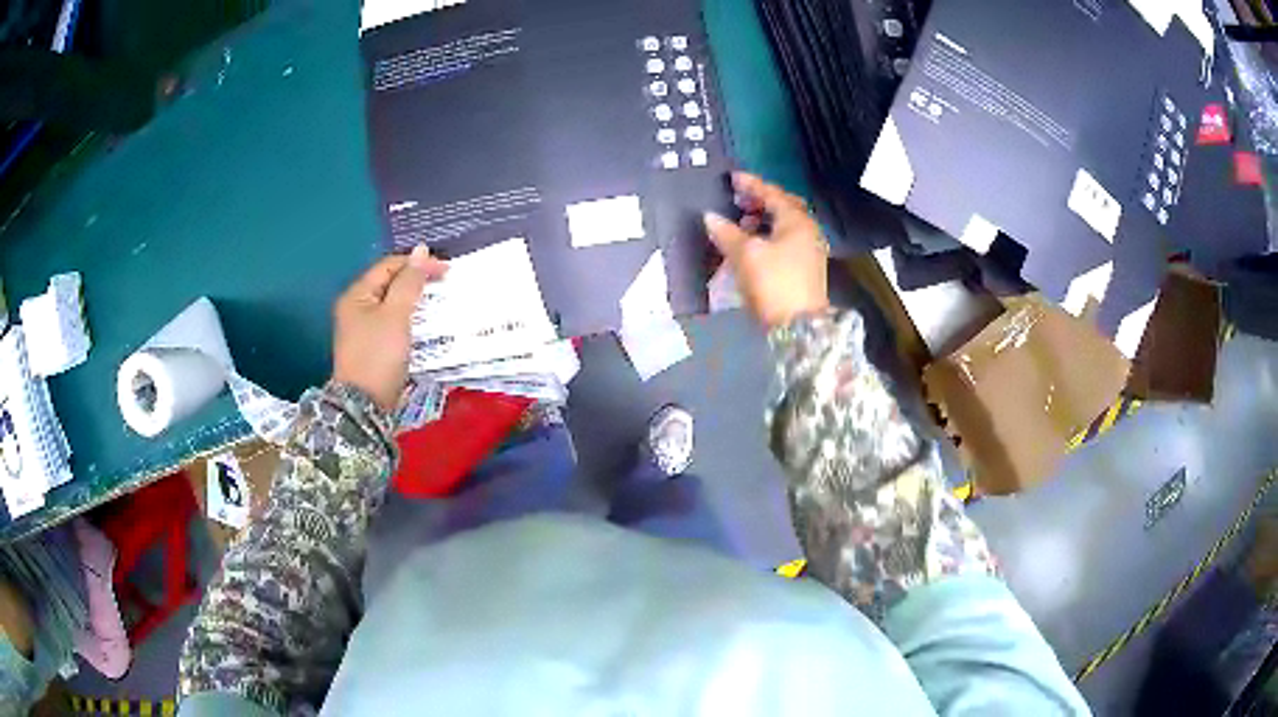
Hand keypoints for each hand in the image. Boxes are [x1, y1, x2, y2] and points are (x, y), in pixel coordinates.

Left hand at [332, 246, 447, 412]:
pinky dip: (410, 318)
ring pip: (392, 303)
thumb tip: (421, 250)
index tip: (447, 271)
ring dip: (415, 300)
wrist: (364, 406)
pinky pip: (393, 322)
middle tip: (445, 285)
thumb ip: (410, 282)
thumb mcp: (396, 315)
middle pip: (389, 283)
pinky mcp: (372, 346)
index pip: (389, 266)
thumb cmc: (378, 356)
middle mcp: (356, 307)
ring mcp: (362, 328)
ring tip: (439, 302)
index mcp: (357, 294)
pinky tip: (425, 323)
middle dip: (417, 281)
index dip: (417, 264)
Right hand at [704, 173, 828, 328]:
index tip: (732, 177)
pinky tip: (752, 245)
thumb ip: (727, 232)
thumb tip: (710, 217)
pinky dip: (768, 236)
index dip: (751, 184)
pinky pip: (784, 241)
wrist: (799, 327)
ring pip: (784, 225)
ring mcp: (808, 250)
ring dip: (763, 220)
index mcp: (796, 221)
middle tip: (738, 200)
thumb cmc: (774, 283)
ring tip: (741, 223)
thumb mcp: (745, 255)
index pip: (772, 193)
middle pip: (783, 207)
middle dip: (760, 201)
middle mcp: (807, 231)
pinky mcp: (804, 268)